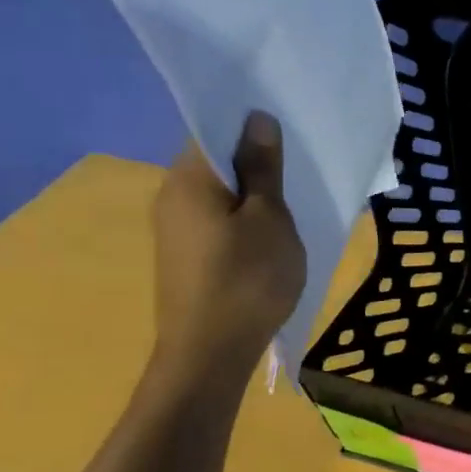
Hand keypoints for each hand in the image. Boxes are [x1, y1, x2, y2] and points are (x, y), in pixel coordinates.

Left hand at [151, 111, 305, 378]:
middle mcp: (170, 195)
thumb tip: (257, 120)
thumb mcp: (269, 219)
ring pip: (217, 192)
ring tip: (292, 198)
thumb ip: (263, 168)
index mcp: (188, 178)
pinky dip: (242, 216)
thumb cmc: (247, 278)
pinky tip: (270, 232)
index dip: (249, 125)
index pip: (212, 129)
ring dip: (251, 190)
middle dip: (254, 158)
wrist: (210, 351)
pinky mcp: (184, 254)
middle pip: (213, 160)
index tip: (288, 128)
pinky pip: (216, 218)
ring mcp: (174, 228)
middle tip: (299, 163)